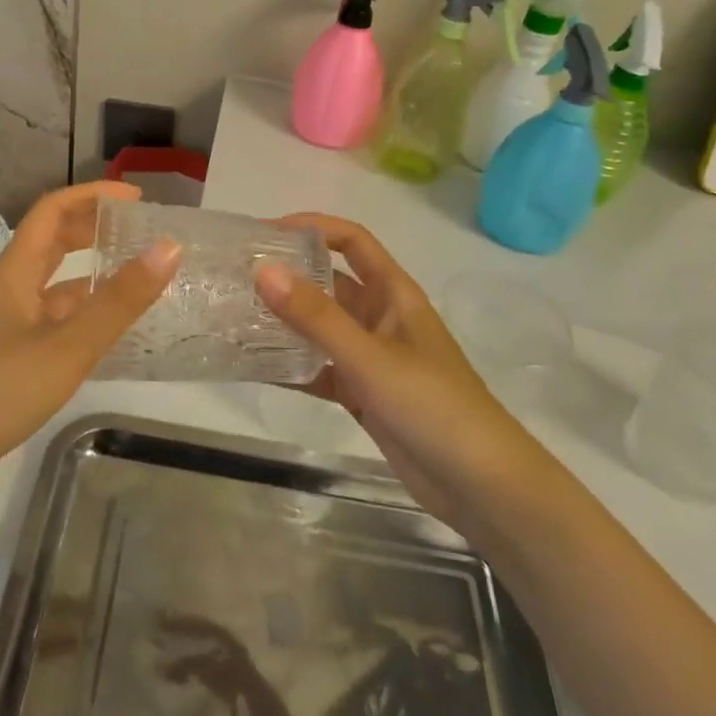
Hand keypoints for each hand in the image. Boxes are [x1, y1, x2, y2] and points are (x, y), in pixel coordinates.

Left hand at [0, 182, 180, 475]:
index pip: (51, 211)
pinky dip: (82, 309)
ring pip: (53, 280)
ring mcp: (9, 322)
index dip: (91, 196)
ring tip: (132, 273)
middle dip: (92, 227)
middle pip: (51, 240)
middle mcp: (10, 288)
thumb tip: (169, 247)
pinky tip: (107, 325)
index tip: (134, 199)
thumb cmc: (3, 387)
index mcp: (15, 272)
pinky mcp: (13, 353)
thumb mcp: (69, 344)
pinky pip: (54, 315)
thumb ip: (119, 300)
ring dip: (89, 268)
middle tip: (137, 231)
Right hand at [254, 214, 523, 528]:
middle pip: (328, 283)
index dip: (312, 228)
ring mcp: (371, 357)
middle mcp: (380, 317)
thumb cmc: (433, 406)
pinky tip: (254, 367)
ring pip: (320, 328)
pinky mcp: (363, 394)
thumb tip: (263, 270)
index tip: (264, 234)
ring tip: (234, 317)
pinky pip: (320, 368)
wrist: (481, 487)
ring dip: (284, 322)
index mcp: (393, 294)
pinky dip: (292, 366)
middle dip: (287, 276)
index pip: (351, 241)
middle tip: (235, 277)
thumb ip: (316, 316)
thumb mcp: (370, 357)